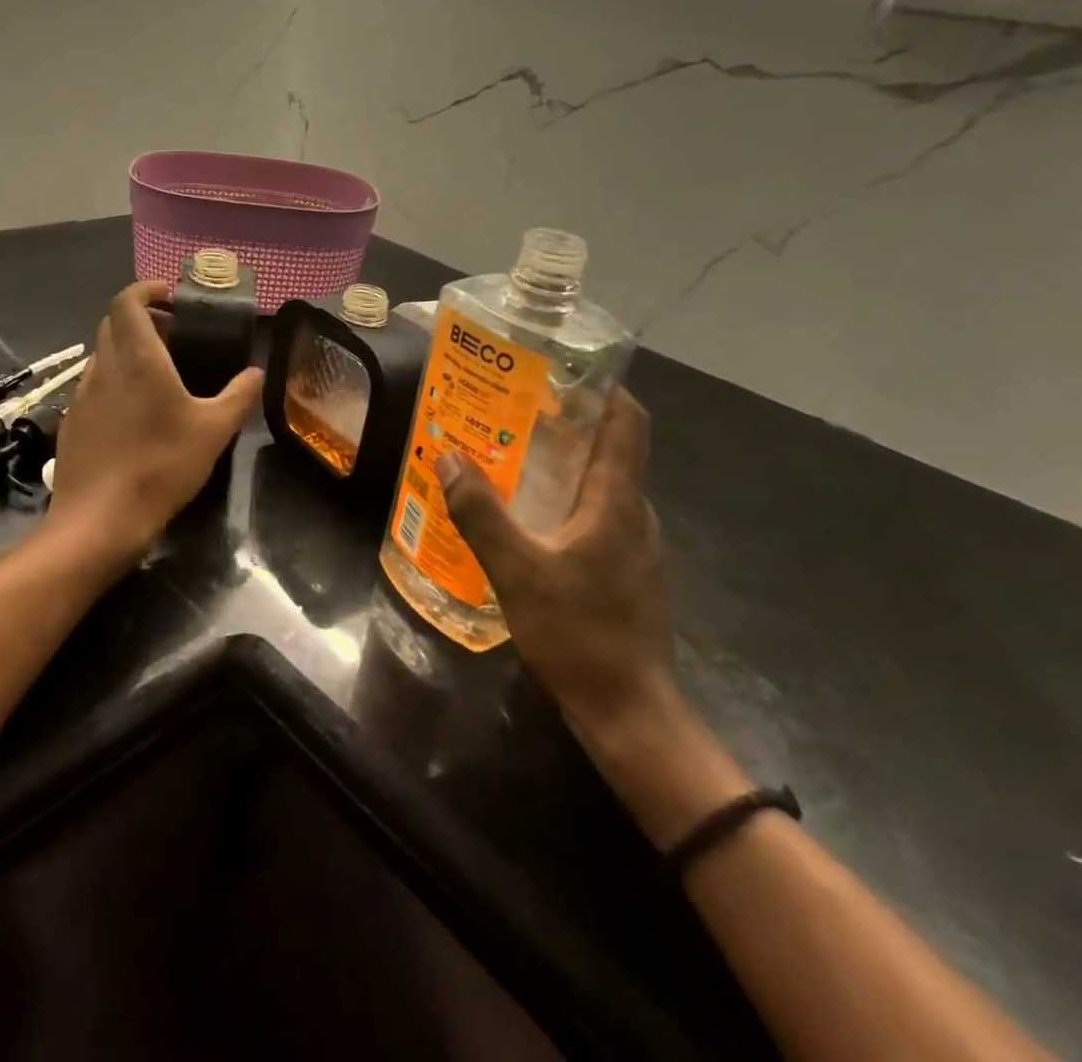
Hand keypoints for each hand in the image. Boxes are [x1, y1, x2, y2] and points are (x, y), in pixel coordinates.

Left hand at [47, 280, 263, 566]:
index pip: (127, 301)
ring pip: (103, 355)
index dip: (146, 289)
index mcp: (138, 358)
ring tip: (159, 371)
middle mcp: (104, 367)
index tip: (171, 295)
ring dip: (127, 349)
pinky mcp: (73, 422)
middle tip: (174, 333)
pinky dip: (116, 380)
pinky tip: (136, 412)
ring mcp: (82, 396)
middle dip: (142, 318)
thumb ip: (240, 396)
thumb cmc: (161, 467)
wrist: (99, 521)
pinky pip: (95, 385)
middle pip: (113, 323)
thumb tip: (257, 372)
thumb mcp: (214, 431)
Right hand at [438, 390, 674, 734]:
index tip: (559, 368)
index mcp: (618, 500)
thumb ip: (481, 513)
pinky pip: (595, 515)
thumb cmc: (580, 634)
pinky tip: (526, 516)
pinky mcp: (624, 570)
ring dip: (562, 462)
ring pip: (601, 483)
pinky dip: (564, 499)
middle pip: (610, 447)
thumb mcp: (518, 571)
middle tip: (512, 407)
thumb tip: (447, 457)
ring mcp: (633, 544)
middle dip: (566, 420)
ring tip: (510, 454)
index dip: (602, 386)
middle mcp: (633, 513)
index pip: (627, 421)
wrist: (629, 713)